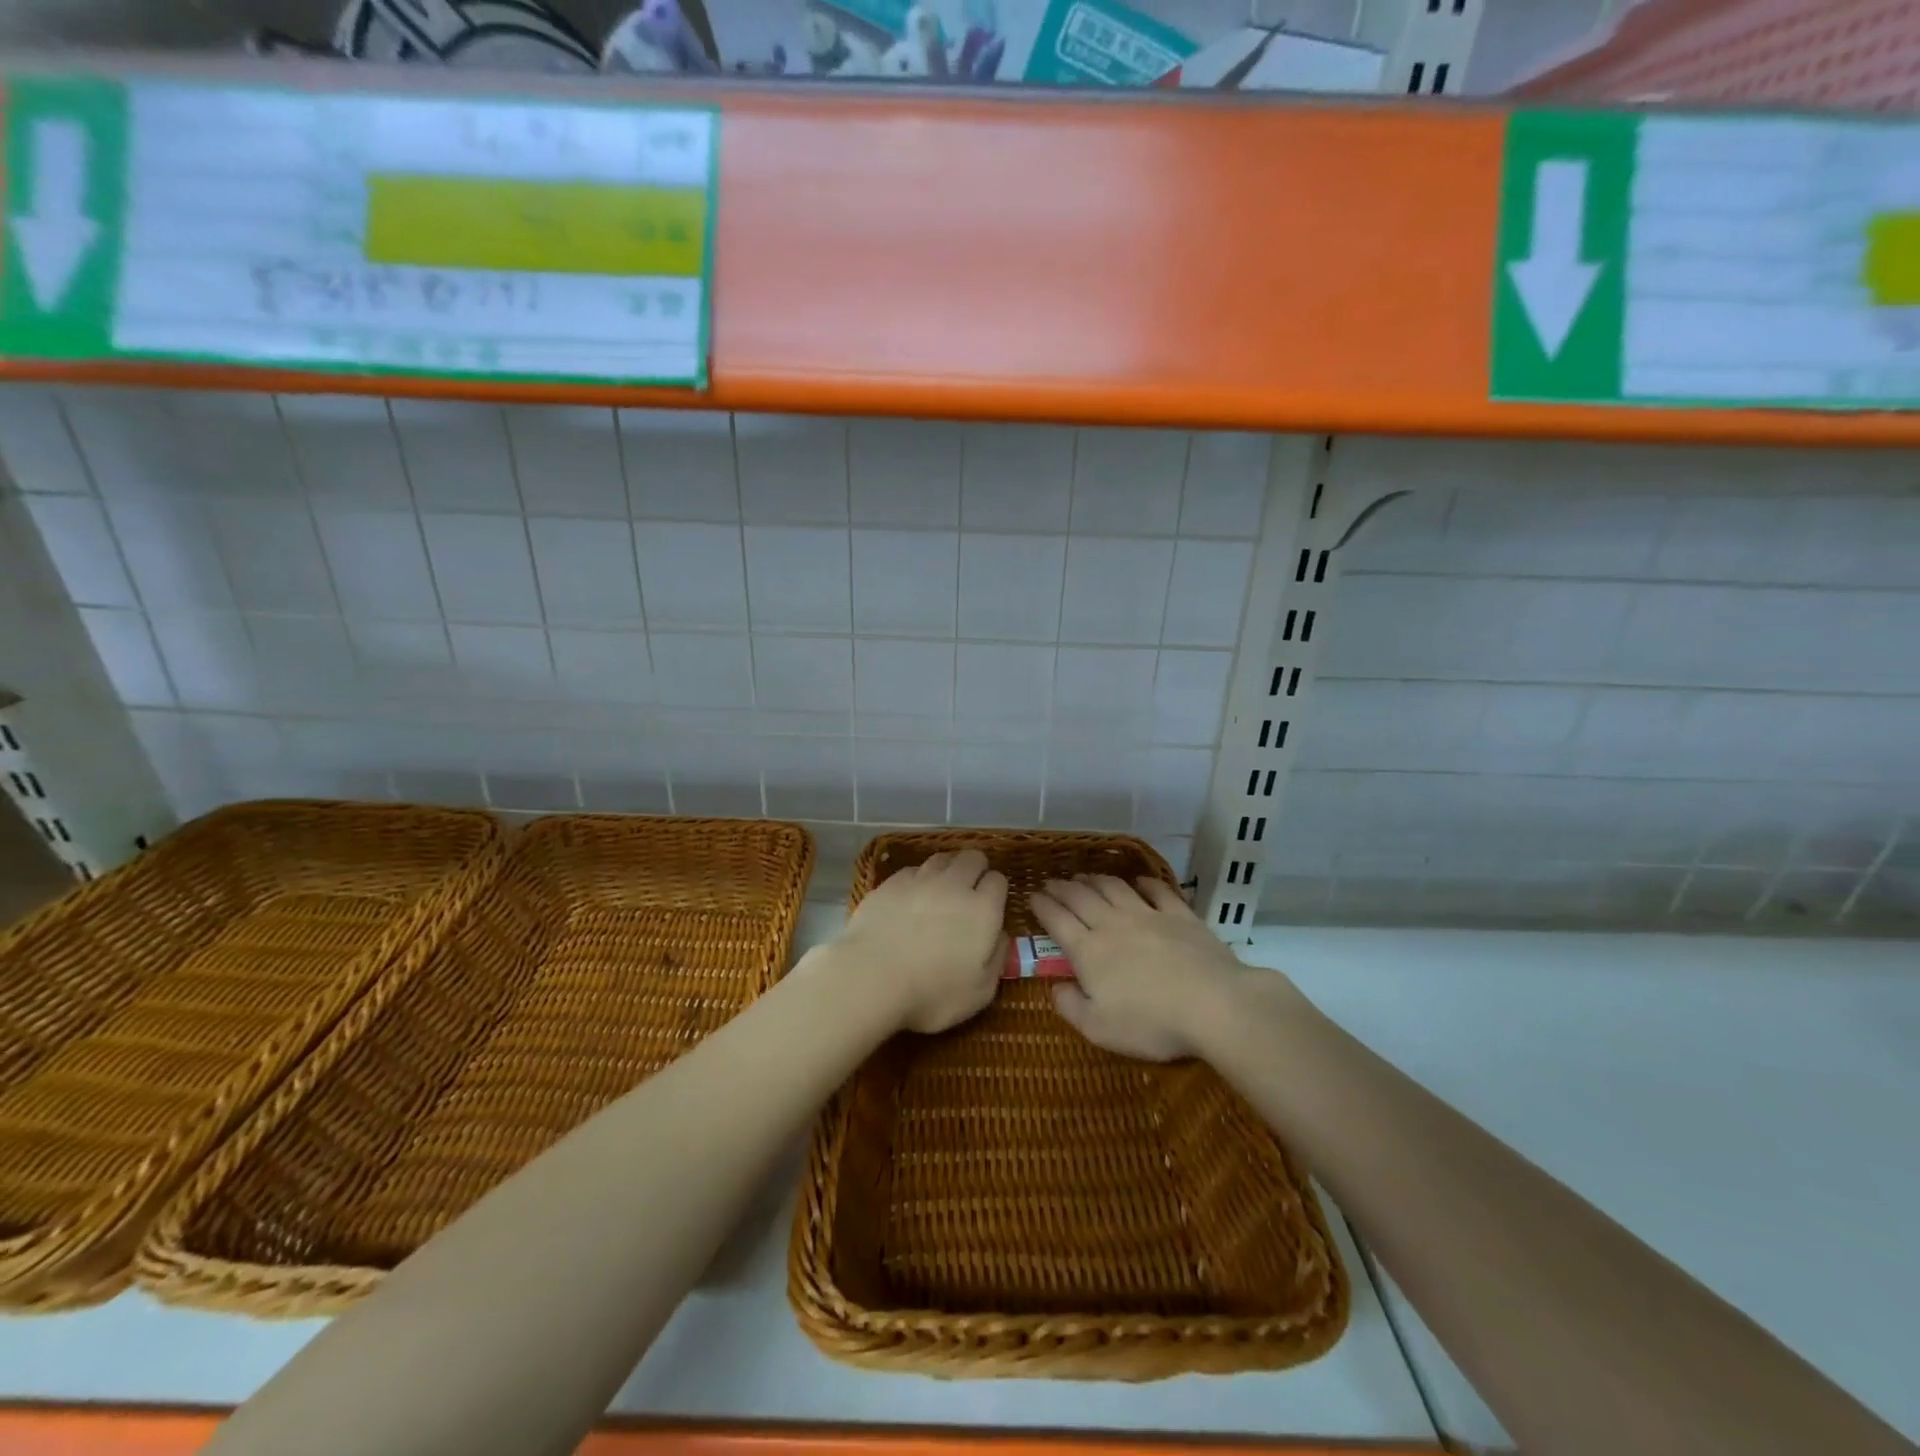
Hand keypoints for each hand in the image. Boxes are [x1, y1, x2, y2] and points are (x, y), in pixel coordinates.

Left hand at [829, 849, 1007, 1033]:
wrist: (870, 979)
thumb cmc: (931, 994)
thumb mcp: (980, 992)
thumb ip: (996, 960)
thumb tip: (1000, 937)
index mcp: (982, 910)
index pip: (998, 880)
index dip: (995, 892)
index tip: (990, 909)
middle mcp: (954, 885)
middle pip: (972, 858)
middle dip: (975, 870)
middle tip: (968, 893)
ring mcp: (919, 880)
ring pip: (941, 859)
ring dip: (947, 870)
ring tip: (940, 892)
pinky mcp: (890, 884)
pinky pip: (912, 871)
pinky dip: (917, 880)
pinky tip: (910, 899)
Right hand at [1031, 874, 1291, 1060]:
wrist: (1213, 1004)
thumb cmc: (1151, 1023)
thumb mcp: (1099, 1029)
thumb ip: (1070, 1006)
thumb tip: (1054, 987)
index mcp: (1089, 951)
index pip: (1057, 920)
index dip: (1041, 906)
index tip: (1031, 896)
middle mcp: (1112, 924)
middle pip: (1081, 897)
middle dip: (1062, 888)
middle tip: (1051, 882)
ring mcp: (1148, 915)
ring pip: (1114, 888)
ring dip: (1095, 880)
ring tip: (1084, 877)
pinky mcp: (1180, 915)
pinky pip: (1157, 891)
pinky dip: (1144, 882)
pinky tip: (1138, 881)